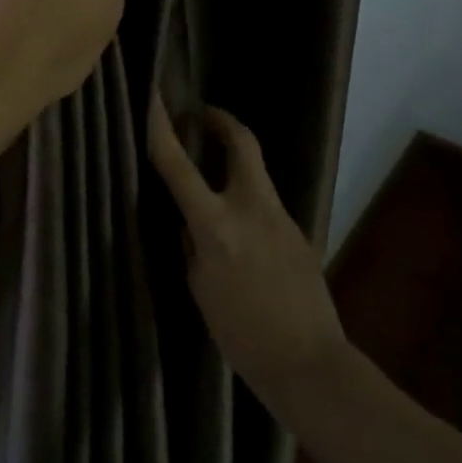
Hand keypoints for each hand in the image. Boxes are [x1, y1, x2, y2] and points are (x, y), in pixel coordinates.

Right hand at [149, 97, 347, 406]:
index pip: (179, 166)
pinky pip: (267, 205)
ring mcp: (282, 217)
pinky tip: (243, 235)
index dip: (161, 128)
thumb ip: (193, 245)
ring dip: (235, 164)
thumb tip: (190, 222)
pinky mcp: (300, 232)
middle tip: (202, 116)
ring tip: (215, 180)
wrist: (309, 364)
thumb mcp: (200, 288)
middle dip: (222, 121)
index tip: (152, 98)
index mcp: (216, 225)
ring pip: (256, 173)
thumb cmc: (241, 334)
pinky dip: (248, 203)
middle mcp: (251, 208)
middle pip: (241, 143)